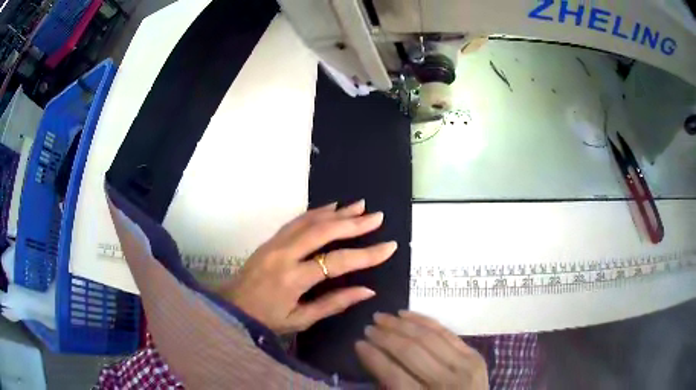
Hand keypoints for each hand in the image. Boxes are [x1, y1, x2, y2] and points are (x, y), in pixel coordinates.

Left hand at [217, 200, 397, 334]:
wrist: (231, 308)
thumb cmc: (266, 319)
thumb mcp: (300, 320)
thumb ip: (334, 304)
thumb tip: (367, 291)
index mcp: (294, 279)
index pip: (338, 262)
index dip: (366, 254)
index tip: (389, 247)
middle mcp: (285, 255)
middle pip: (324, 232)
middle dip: (354, 223)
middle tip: (377, 216)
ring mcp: (275, 243)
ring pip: (310, 221)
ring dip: (337, 212)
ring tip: (359, 205)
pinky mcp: (270, 240)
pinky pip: (296, 221)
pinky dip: (316, 212)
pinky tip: (330, 207)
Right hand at [356, 311, 487, 388]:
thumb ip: (391, 385)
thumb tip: (372, 356)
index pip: (393, 374)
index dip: (373, 357)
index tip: (358, 343)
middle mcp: (446, 381)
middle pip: (411, 352)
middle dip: (385, 337)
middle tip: (368, 327)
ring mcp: (464, 365)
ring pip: (428, 337)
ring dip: (402, 324)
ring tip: (382, 317)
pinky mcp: (474, 354)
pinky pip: (447, 332)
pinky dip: (425, 321)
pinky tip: (407, 314)